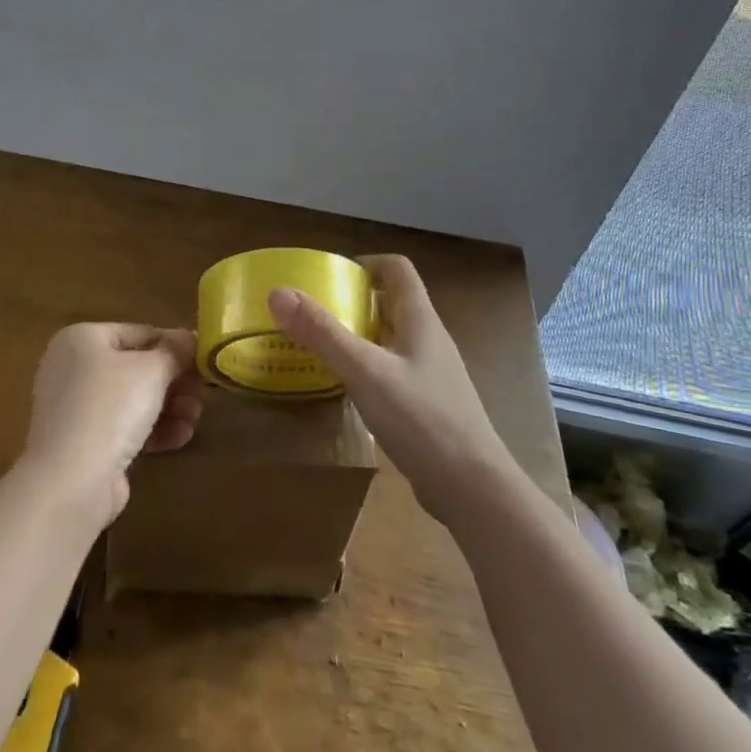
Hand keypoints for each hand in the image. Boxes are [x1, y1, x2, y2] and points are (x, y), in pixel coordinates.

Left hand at [18, 323, 203, 527]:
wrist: (72, 480)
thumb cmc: (111, 407)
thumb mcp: (153, 369)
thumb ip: (176, 350)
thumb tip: (192, 338)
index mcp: (81, 339)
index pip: (139, 333)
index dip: (174, 345)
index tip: (204, 361)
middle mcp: (73, 368)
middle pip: (137, 368)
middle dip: (175, 382)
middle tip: (204, 393)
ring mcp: (75, 408)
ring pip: (133, 400)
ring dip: (170, 407)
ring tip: (195, 418)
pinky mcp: (83, 444)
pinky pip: (124, 428)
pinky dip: (153, 430)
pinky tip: (181, 437)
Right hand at [269, 255, 513, 526]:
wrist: (472, 488)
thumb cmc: (421, 418)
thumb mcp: (364, 371)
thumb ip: (322, 332)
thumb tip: (279, 292)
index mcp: (420, 319)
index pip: (397, 269)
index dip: (365, 263)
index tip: (329, 275)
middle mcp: (428, 339)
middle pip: (391, 302)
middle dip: (353, 300)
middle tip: (314, 311)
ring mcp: (431, 373)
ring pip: (391, 338)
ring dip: (358, 334)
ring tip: (320, 345)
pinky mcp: (428, 404)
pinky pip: (392, 369)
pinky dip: (366, 366)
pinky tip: (345, 387)